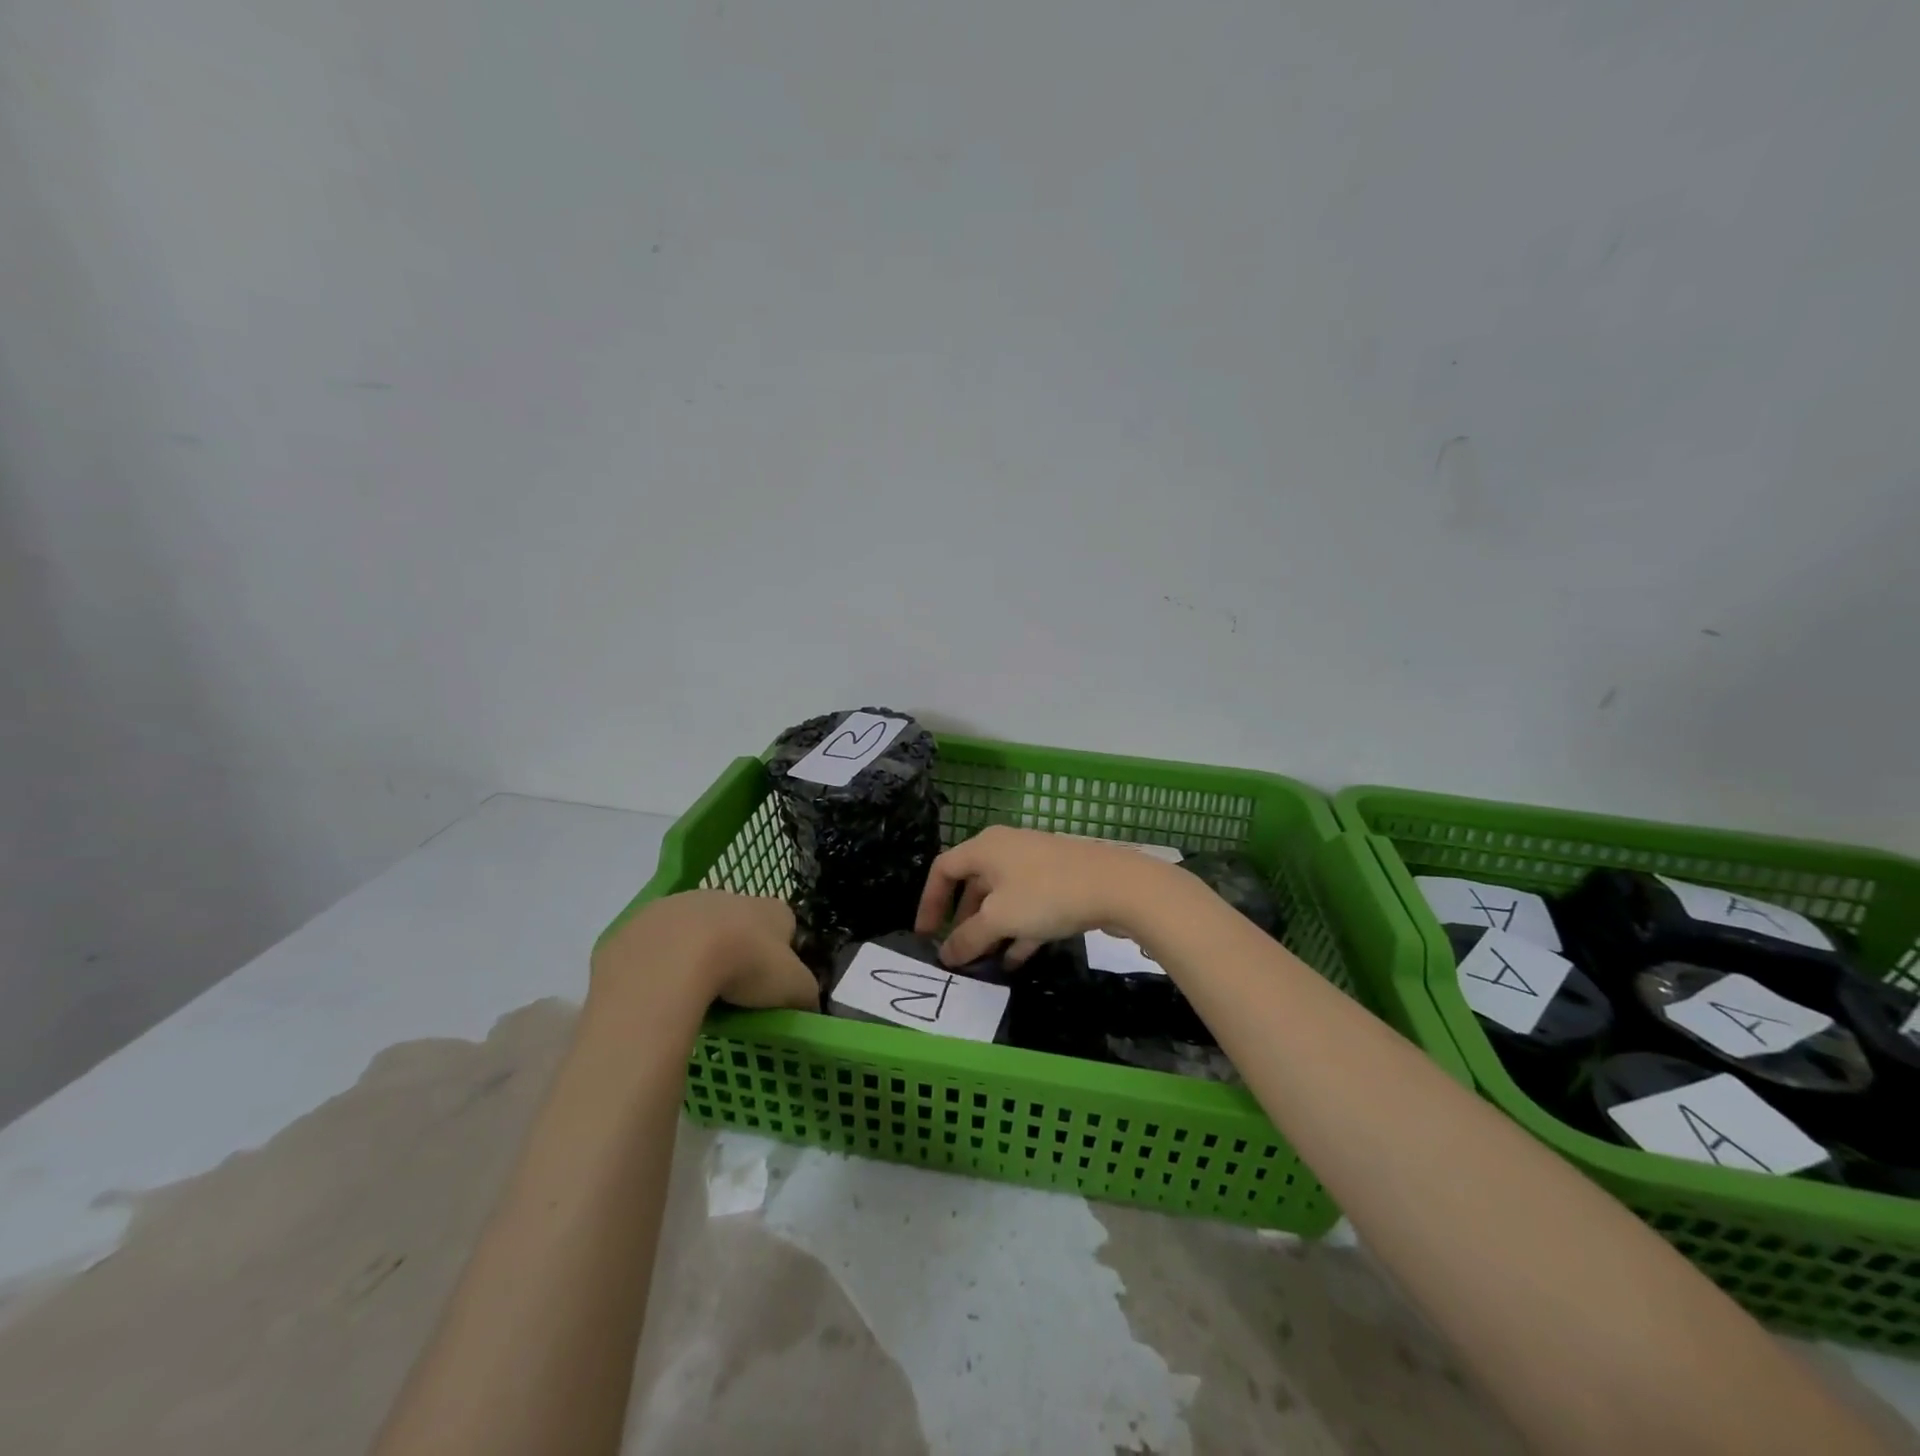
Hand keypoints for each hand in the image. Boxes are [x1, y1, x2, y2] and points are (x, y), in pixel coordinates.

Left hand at [591, 890, 818, 1014]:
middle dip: (735, 951)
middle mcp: (725, 896)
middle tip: (733, 992)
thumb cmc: (745, 967)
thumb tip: (806, 1006)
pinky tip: (658, 995)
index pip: (783, 923)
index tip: (771, 984)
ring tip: (692, 997)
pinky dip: (658, 968)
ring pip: (692, 932)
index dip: (781, 953)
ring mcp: (678, 906)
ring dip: (694, 956)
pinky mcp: (637, 926)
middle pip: (737, 924)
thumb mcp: (793, 988)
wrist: (672, 961)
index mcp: (768, 908)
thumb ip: (806, 994)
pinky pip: (652, 949)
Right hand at [914, 826, 1171, 965]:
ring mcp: (1036, 864)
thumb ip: (968, 938)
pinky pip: (1028, 906)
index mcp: (985, 848)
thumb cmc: (1046, 894)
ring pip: (1002, 898)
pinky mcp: (1060, 881)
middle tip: (956, 950)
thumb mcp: (1000, 920)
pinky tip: (1016, 960)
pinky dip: (1018, 930)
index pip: (943, 869)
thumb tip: (946, 954)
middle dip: (962, 919)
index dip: (929, 901)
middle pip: (973, 883)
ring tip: (984, 963)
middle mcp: (1007, 849)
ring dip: (991, 930)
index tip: (925, 934)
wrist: (1117, 885)